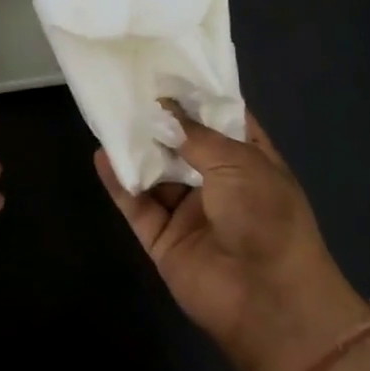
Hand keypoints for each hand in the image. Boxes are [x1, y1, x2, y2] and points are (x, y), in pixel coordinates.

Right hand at [97, 109, 369, 370]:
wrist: (268, 301)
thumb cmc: (266, 218)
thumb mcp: (238, 163)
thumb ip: (196, 134)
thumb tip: (166, 107)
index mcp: (249, 161)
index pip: (222, 120)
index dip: (198, 97)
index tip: (169, 69)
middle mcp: (219, 183)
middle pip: (182, 144)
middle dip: (160, 118)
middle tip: (128, 85)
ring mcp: (189, 212)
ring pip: (156, 172)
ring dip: (136, 147)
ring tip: (108, 111)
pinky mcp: (163, 238)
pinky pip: (137, 204)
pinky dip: (119, 182)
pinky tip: (101, 155)